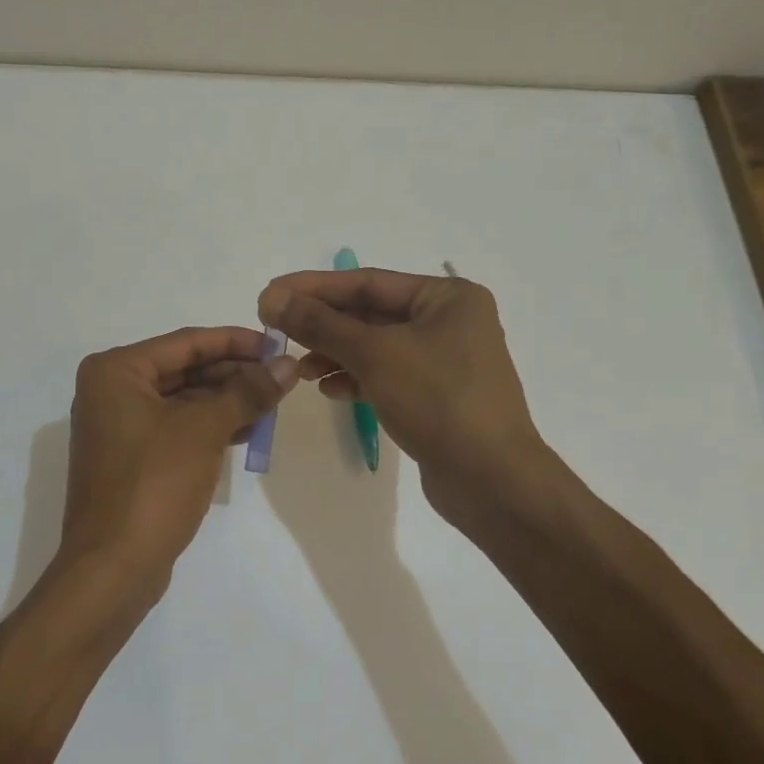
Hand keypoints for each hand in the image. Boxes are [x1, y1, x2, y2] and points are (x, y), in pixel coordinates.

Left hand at [58, 326, 298, 592]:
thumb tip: (288, 365)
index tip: (278, 344)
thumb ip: (247, 391)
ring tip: (273, 403)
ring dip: (228, 400)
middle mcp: (112, 391)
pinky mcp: (133, 457)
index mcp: (116, 371)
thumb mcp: (205, 430)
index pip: (186, 342)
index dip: (236, 341)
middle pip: (185, 369)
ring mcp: (120, 426)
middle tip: (282, 377)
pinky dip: (212, 426)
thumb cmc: (154, 484)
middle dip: (234, 373)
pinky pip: (178, 427)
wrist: (113, 568)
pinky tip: (249, 431)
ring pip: (184, 400)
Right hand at [257, 269, 575, 529]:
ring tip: (300, 367)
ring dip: (335, 353)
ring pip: (376, 347)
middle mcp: (450, 322)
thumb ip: (320, 324)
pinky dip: (357, 378)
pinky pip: (387, 375)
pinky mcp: (437, 396)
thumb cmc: (438, 400)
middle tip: (275, 329)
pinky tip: (329, 389)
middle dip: (323, 324)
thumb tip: (272, 298)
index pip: (368, 281)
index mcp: (448, 298)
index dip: (314, 287)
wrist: (492, 481)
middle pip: (371, 313)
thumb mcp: (374, 354)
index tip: (270, 294)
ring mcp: (445, 361)